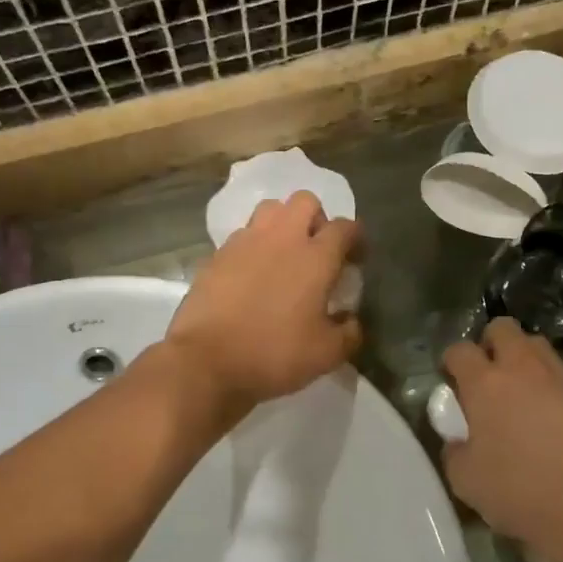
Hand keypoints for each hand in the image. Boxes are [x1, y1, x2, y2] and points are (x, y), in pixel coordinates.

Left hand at [164, 192, 361, 413]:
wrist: (206, 360)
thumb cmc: (274, 353)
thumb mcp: (326, 354)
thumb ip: (349, 333)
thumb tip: (351, 321)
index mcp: (315, 257)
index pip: (345, 227)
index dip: (356, 238)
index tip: (355, 258)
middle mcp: (282, 238)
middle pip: (305, 201)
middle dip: (317, 218)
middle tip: (317, 249)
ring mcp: (245, 242)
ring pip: (270, 209)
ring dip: (282, 224)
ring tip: (283, 254)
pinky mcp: (217, 254)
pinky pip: (242, 235)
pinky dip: (253, 245)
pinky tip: (252, 273)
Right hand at [442, 318, 562, 561]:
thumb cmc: (519, 494)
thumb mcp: (465, 479)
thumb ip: (455, 448)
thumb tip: (460, 438)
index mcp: (486, 384)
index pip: (459, 350)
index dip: (452, 362)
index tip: (453, 382)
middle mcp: (524, 369)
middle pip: (503, 328)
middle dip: (492, 344)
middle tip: (490, 377)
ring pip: (539, 348)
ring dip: (526, 362)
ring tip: (524, 395)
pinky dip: (557, 392)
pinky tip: (559, 424)